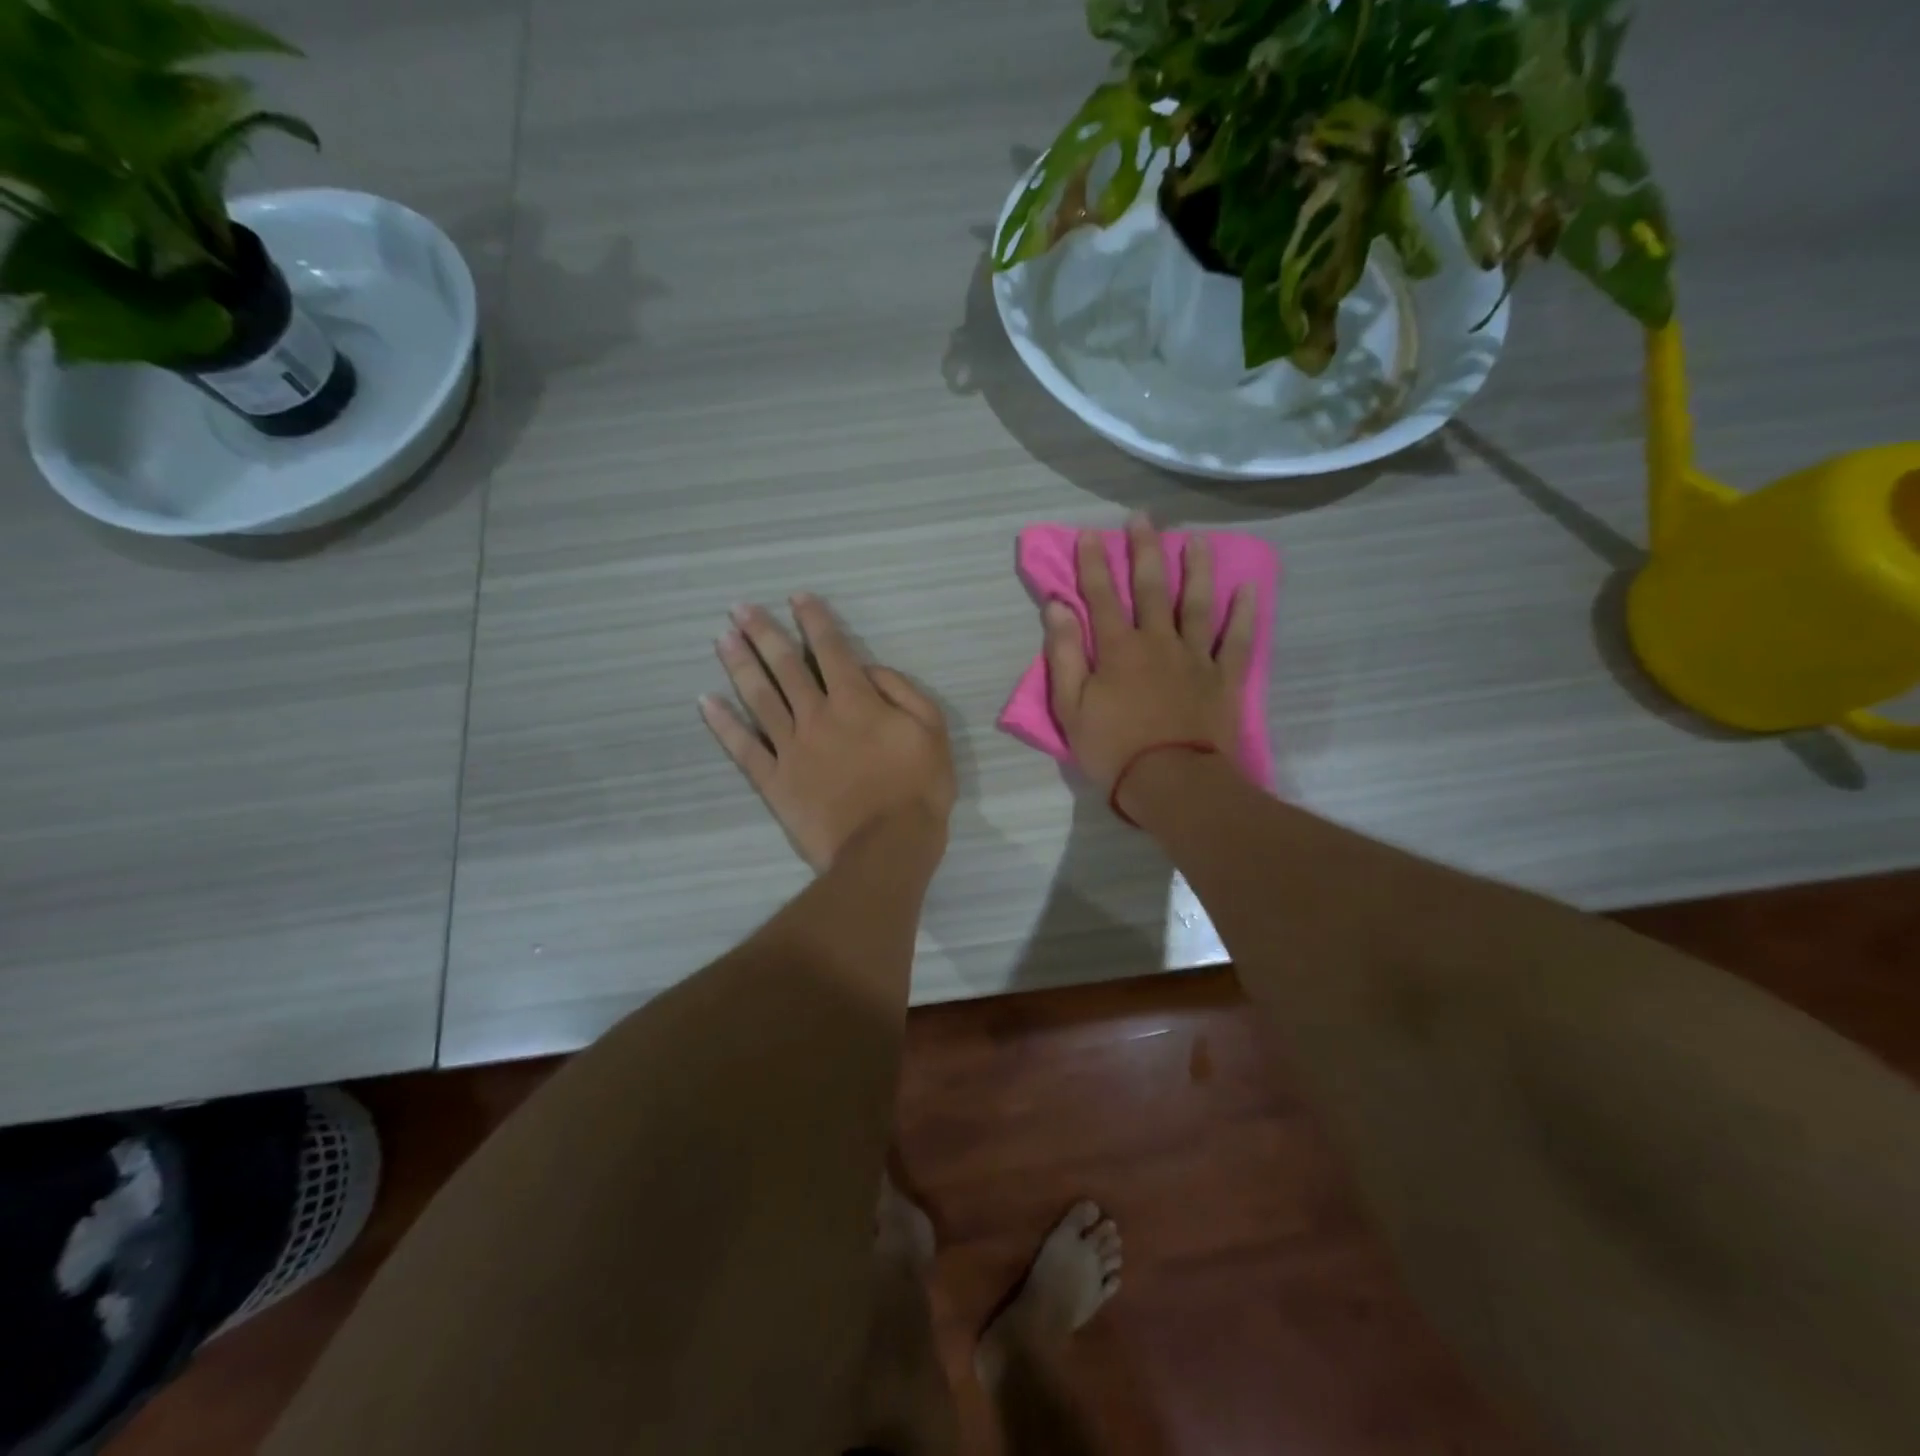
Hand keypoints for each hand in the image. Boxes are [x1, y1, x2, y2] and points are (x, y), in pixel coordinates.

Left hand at [702, 594, 954, 870]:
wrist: (886, 847)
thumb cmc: (917, 789)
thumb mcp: (932, 730)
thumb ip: (902, 691)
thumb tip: (869, 671)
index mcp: (855, 701)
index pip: (831, 650)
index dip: (814, 620)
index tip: (797, 597)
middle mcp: (816, 715)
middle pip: (785, 666)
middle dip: (763, 633)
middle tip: (739, 608)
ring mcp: (790, 748)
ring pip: (759, 698)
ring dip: (739, 665)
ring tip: (722, 639)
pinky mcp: (774, 781)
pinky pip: (743, 748)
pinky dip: (723, 724)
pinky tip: (706, 702)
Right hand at [1044, 516, 1253, 805]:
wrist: (1172, 782)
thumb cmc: (1113, 749)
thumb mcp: (1071, 707)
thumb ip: (1063, 655)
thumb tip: (1057, 607)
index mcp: (1117, 649)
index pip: (1101, 596)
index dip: (1093, 564)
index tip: (1089, 534)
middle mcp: (1157, 641)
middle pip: (1151, 588)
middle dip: (1144, 550)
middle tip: (1143, 517)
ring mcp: (1195, 657)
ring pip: (1197, 603)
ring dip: (1196, 569)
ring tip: (1197, 540)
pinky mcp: (1223, 678)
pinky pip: (1236, 640)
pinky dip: (1243, 614)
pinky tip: (1248, 588)